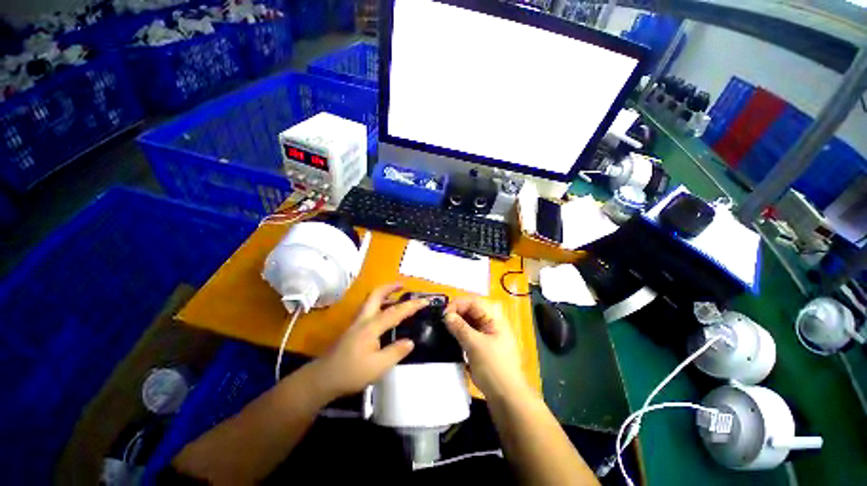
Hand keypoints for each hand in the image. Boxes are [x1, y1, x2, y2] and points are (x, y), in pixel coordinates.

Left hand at [311, 284, 426, 399]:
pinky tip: (383, 314)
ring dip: (383, 294)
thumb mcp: (378, 367)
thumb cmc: (351, 373)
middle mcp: (363, 319)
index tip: (425, 300)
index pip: (395, 311)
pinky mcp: (352, 329)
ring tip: (395, 295)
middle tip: (402, 285)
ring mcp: (356, 323)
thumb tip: (410, 341)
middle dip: (389, 287)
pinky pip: (368, 309)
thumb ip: (395, 352)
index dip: (411, 305)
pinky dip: (378, 304)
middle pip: (375, 295)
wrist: (322, 379)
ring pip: (370, 300)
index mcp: (371, 327)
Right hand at [444, 298, 527, 400]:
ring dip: (456, 323)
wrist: (507, 399)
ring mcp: (487, 336)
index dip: (458, 304)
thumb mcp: (475, 345)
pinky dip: (459, 333)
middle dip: (456, 313)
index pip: (474, 302)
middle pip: (471, 311)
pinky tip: (450, 338)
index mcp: (494, 319)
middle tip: (441, 321)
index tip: (444, 314)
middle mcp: (491, 324)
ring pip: (469, 322)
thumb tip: (446, 315)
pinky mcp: (482, 348)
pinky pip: (469, 334)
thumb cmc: (493, 368)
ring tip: (443, 329)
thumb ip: (460, 328)